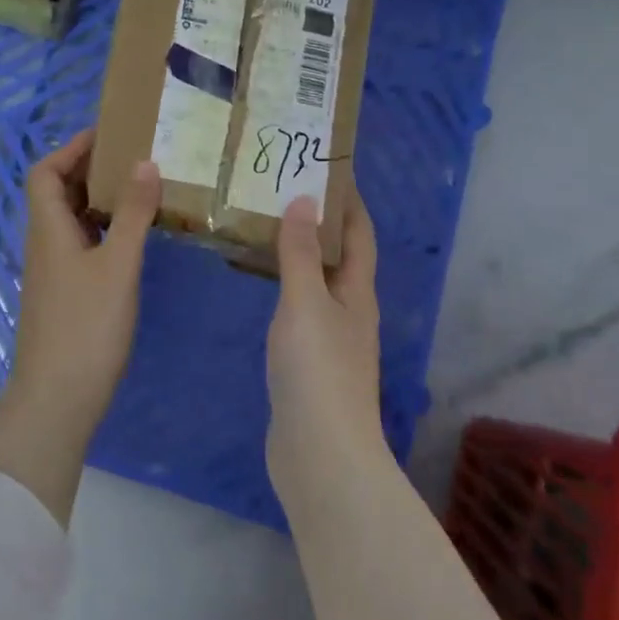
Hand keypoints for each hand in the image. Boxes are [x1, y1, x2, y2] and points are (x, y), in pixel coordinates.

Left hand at [3, 129, 160, 446]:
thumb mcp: (118, 265)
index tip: (108, 135)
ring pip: (72, 220)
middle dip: (90, 170)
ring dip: (99, 200)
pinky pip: (81, 244)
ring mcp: (53, 270)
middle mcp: (45, 242)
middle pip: (58, 192)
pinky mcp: (65, 292)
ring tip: (140, 189)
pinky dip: (103, 230)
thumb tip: (145, 163)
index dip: (70, 149)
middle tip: (133, 158)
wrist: (57, 397)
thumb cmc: (86, 326)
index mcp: (48, 228)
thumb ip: (133, 214)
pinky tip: (132, 236)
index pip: (45, 172)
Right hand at [265, 191, 385, 510]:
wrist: (319, 453)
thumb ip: (301, 253)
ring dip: (300, 253)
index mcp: (357, 293)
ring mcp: (330, 340)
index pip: (359, 235)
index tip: (327, 167)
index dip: (348, 201)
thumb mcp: (306, 303)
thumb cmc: (317, 370)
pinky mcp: (308, 364)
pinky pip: (297, 308)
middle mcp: (350, 312)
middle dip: (319, 222)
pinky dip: (283, 285)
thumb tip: (305, 200)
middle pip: (340, 257)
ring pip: (317, 282)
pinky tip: (259, 284)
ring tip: (266, 225)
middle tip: (282, 190)